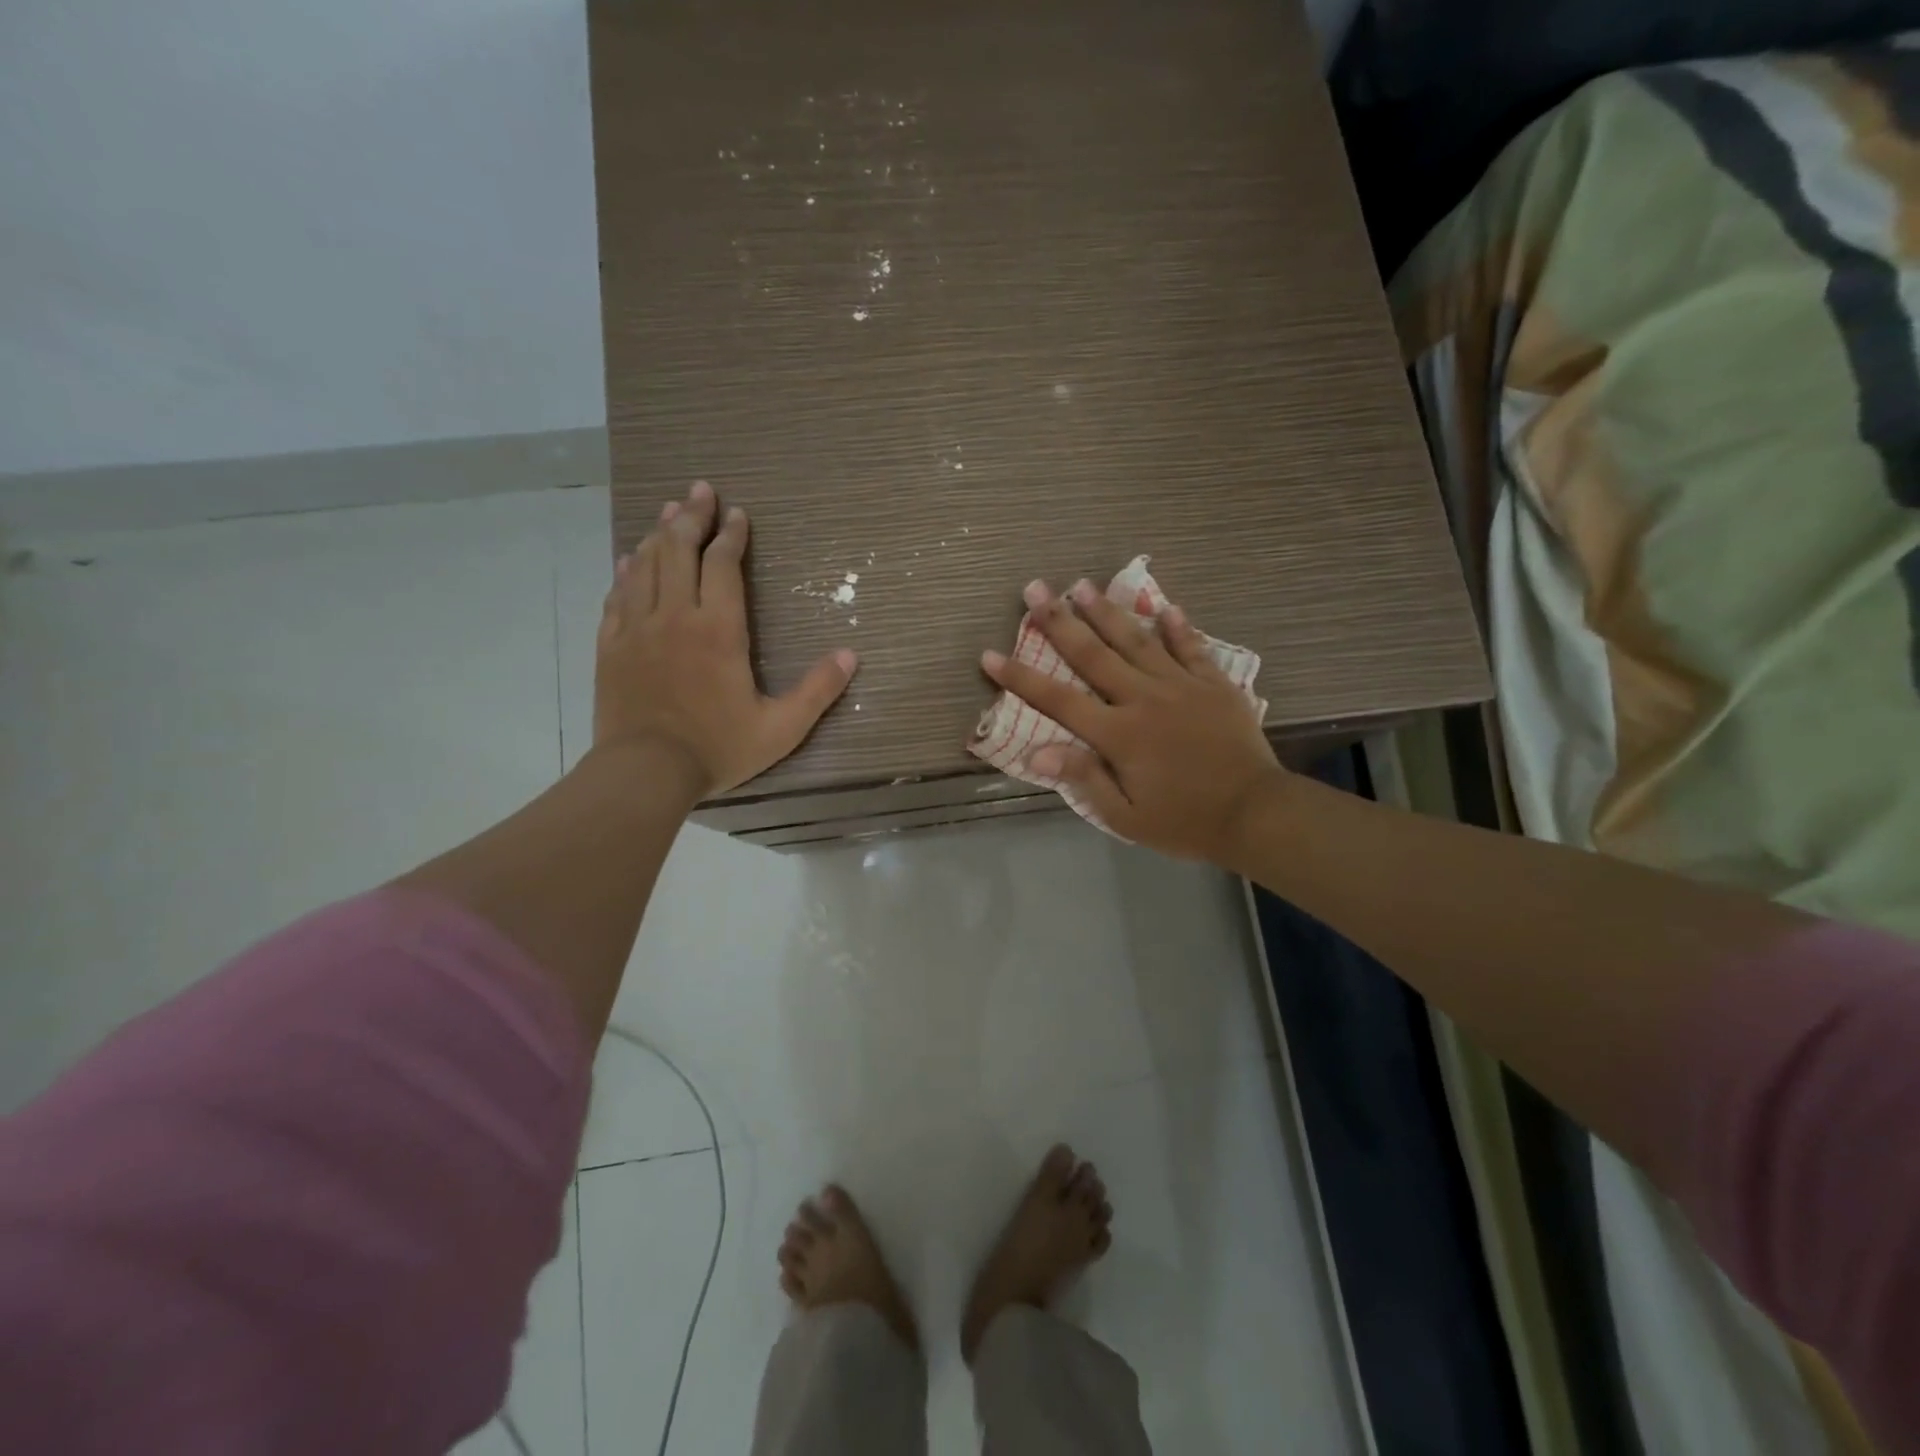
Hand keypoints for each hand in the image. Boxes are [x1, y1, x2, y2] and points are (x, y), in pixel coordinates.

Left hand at [595, 480, 856, 796]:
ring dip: (659, 533)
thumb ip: (817, 690)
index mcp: (719, 630)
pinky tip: (629, 559)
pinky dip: (626, 570)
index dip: (731, 535)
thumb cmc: (717, 749)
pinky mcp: (611, 646)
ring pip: (646, 564)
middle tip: (700, 490)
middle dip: (692, 516)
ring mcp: (637, 628)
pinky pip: (617, 595)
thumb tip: (851, 656)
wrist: (644, 772)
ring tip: (669, 510)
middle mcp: (676, 616)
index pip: (723, 565)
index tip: (737, 514)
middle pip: (679, 550)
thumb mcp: (781, 728)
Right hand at [980, 578, 1283, 862]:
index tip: (991, 655)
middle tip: (1035, 589)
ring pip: (1137, 641)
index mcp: (1119, 734)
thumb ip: (1083, 778)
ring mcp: (1181, 686)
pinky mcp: (1214, 685)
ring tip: (1083, 585)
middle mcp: (1144, 699)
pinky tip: (1165, 606)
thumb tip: (1037, 752)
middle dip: (1059, 621)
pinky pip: (1192, 649)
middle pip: (1094, 655)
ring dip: (1107, 612)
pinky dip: (1177, 627)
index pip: (1058, 699)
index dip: (1021, 677)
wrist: (1255, 814)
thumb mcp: (1125, 816)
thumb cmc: (1184, 821)